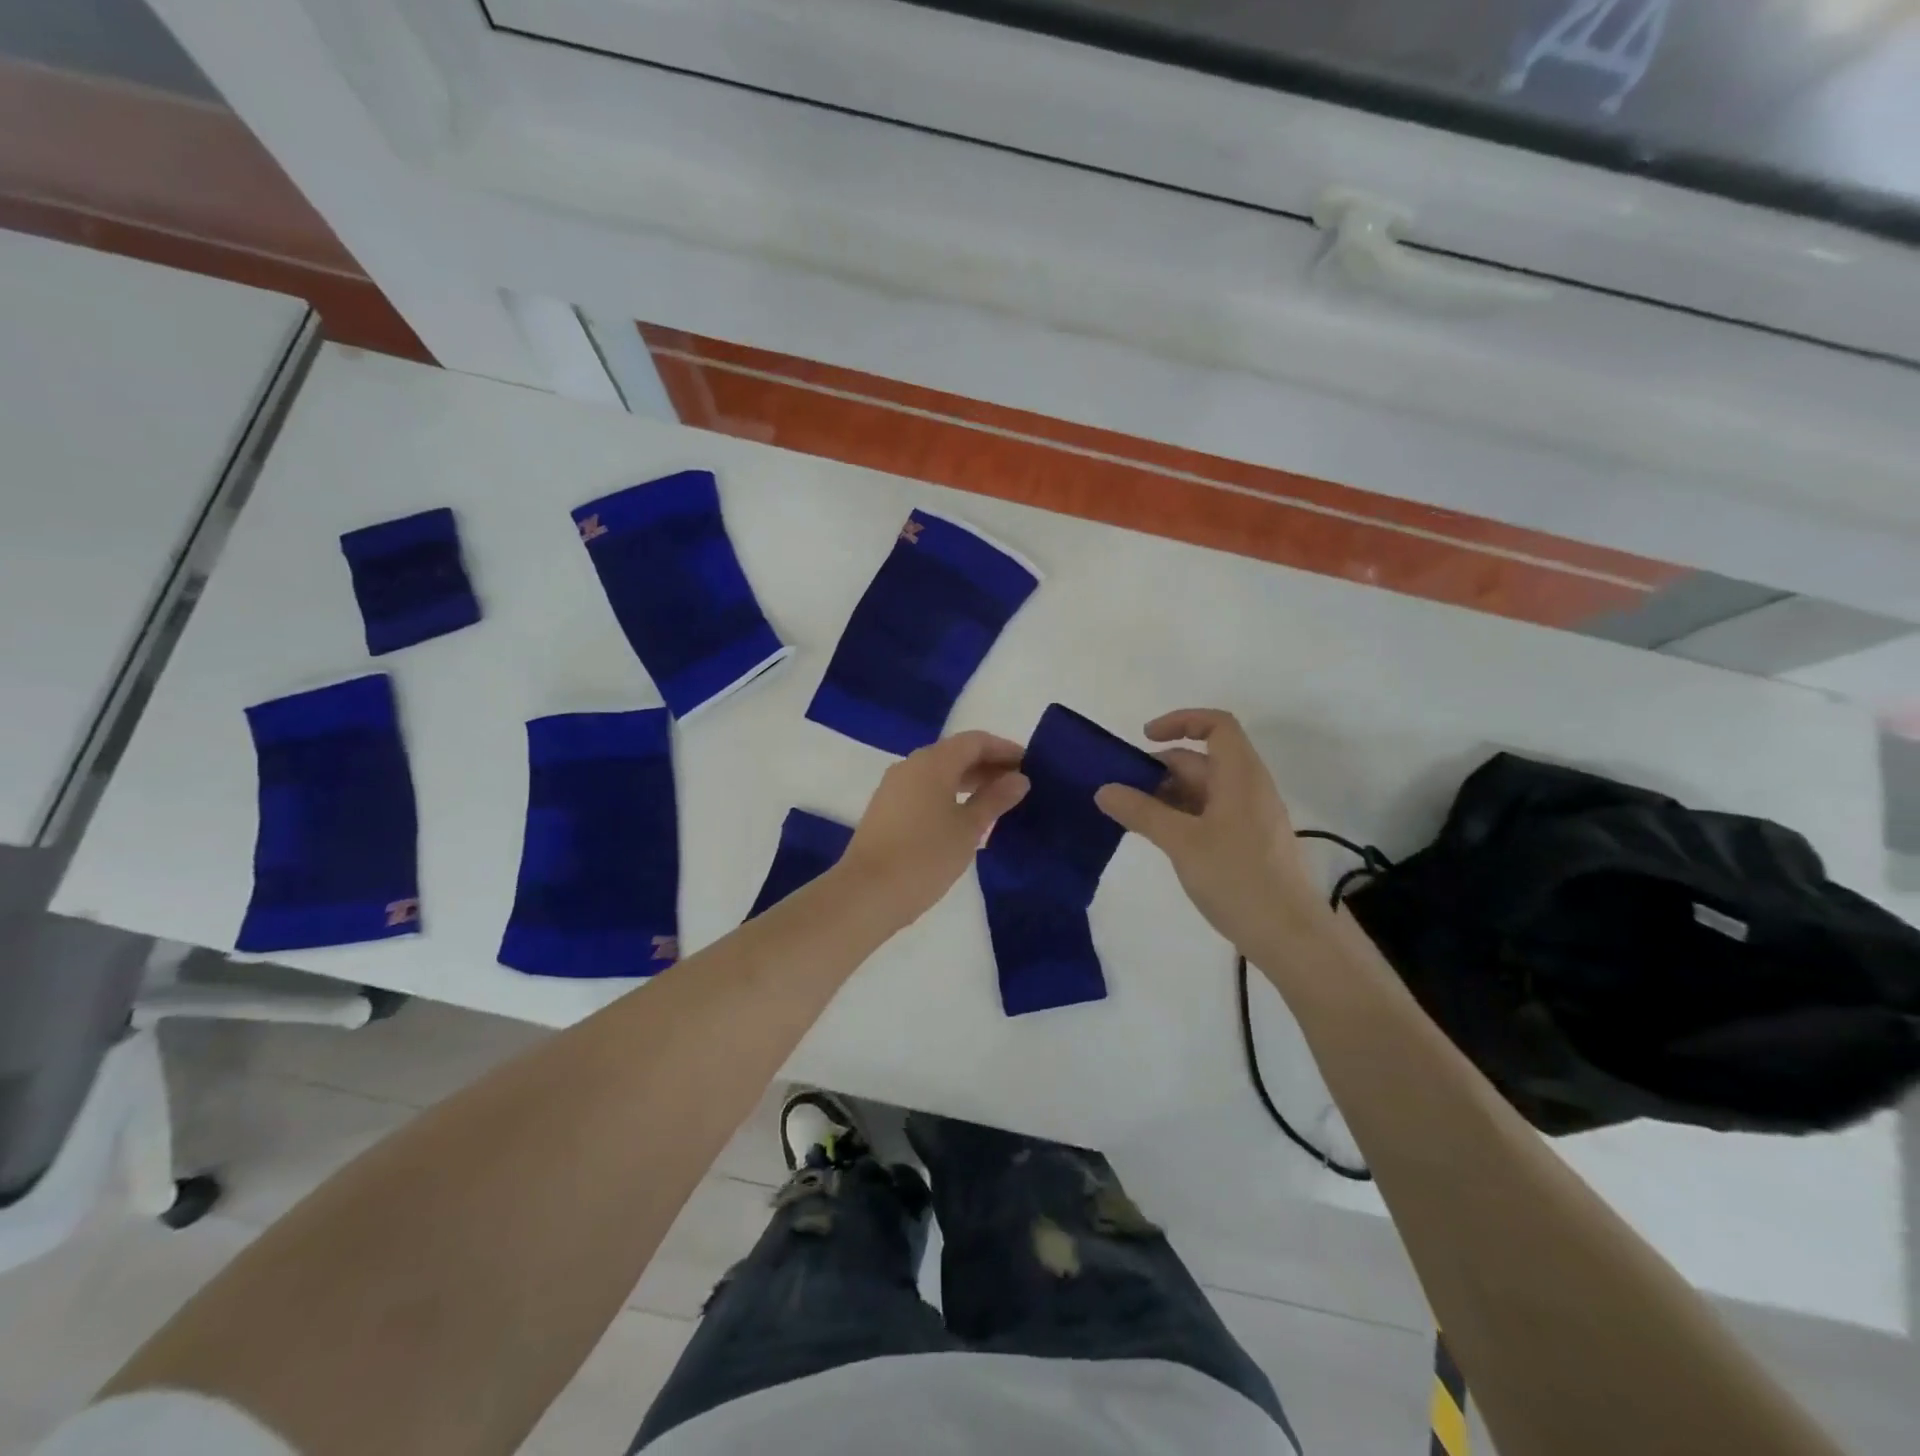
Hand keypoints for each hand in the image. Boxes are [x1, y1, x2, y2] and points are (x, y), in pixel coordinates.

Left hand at [838, 730, 1029, 930]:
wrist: (867, 893)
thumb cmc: (925, 856)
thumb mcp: (969, 828)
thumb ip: (995, 799)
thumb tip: (1019, 779)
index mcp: (933, 762)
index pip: (974, 741)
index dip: (1004, 749)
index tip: (1030, 765)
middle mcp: (910, 765)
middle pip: (956, 753)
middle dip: (988, 765)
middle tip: (1018, 785)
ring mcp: (894, 787)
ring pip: (939, 772)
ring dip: (969, 781)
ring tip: (997, 802)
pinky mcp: (886, 809)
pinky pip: (925, 789)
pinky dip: (950, 794)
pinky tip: (965, 817)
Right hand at [1095, 709, 1325, 950]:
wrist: (1289, 935)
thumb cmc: (1237, 878)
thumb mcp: (1182, 842)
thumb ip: (1141, 812)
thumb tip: (1103, 790)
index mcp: (1240, 775)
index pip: (1216, 725)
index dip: (1180, 721)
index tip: (1145, 738)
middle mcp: (1248, 787)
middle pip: (1202, 759)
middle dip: (1161, 768)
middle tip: (1122, 791)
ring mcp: (1250, 816)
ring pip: (1204, 789)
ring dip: (1167, 795)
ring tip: (1132, 816)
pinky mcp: (1247, 843)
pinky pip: (1210, 814)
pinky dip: (1181, 816)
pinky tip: (1159, 838)